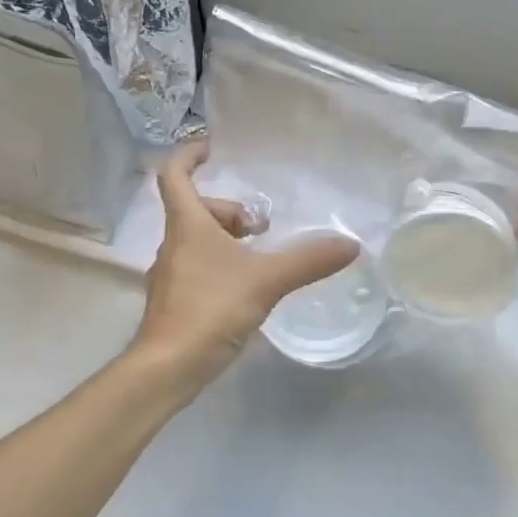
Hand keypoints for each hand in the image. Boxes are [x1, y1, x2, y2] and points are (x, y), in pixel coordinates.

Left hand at [131, 141, 360, 396]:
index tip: (212, 148)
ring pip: (197, 239)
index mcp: (187, 224)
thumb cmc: (210, 308)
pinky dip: (221, 265)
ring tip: (259, 258)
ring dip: (227, 239)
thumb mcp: (266, 280)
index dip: (189, 155)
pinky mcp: (174, 300)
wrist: (167, 368)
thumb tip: (350, 245)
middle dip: (230, 211)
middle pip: (196, 209)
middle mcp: (174, 243)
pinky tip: (246, 288)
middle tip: (261, 229)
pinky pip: (198, 266)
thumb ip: (308, 260)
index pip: (174, 175)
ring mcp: (170, 273)